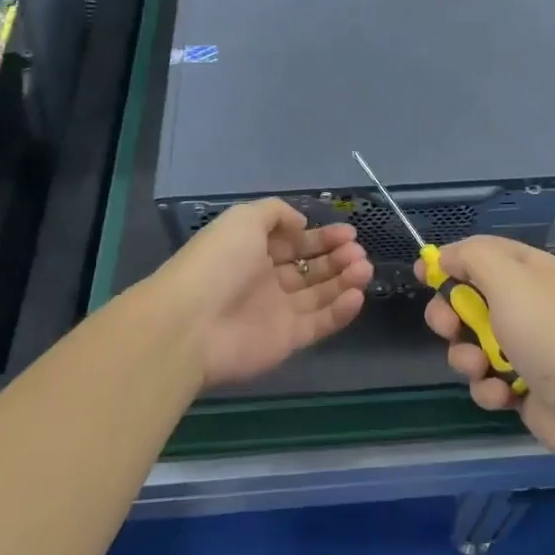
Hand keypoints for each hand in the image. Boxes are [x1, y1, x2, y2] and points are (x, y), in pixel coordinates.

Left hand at [147, 199, 371, 388]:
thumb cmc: (218, 263)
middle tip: (358, 252)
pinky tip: (357, 295)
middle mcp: (266, 280)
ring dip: (344, 280)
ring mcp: (278, 312)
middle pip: (311, 268)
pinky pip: (320, 323)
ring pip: (320, 294)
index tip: (350, 232)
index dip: (322, 237)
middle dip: (338, 257)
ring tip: (363, 269)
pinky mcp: (287, 340)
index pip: (295, 243)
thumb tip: (301, 224)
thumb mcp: (244, 219)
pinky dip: (341, 310)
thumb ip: (276, 213)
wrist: (190, 323)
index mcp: (253, 251)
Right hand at [418, 237, 554, 468]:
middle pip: (466, 300)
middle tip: (449, 328)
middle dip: (449, 316)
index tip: (422, 274)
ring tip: (482, 368)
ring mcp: (522, 345)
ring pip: (470, 343)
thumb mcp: (507, 278)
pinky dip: (488, 387)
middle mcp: (524, 303)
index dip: (449, 261)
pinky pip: (485, 379)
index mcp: (526, 270)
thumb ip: (471, 257)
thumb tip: (445, 257)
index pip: (478, 253)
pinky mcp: (520, 383)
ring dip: (467, 358)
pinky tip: (504, 394)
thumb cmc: (547, 332)